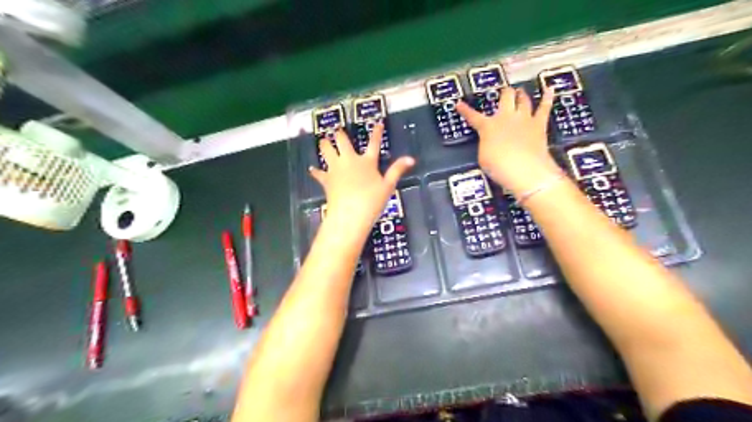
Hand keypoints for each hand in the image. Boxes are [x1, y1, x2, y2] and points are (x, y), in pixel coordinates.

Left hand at [312, 124, 417, 236]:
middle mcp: (349, 160)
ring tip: (323, 141)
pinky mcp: (326, 180)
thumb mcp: (388, 186)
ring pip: (326, 151)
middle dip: (339, 134)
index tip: (377, 123)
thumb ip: (397, 170)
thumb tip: (411, 158)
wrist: (349, 214)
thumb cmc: (371, 201)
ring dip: (325, 145)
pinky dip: (316, 171)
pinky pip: (319, 173)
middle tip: (337, 130)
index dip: (376, 132)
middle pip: (342, 141)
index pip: (373, 143)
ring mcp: (336, 169)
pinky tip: (312, 169)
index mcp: (367, 162)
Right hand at [455, 86, 560, 196]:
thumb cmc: (500, 167)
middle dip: (503, 93)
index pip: (473, 116)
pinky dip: (547, 97)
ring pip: (523, 99)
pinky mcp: (539, 124)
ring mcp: (524, 119)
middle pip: (505, 97)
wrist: (525, 170)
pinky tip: (550, 89)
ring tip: (519, 91)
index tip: (459, 103)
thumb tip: (489, 140)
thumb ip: (485, 144)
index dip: (465, 110)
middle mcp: (506, 118)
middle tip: (503, 92)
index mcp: (488, 126)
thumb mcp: (483, 157)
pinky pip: (545, 107)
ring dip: (520, 94)